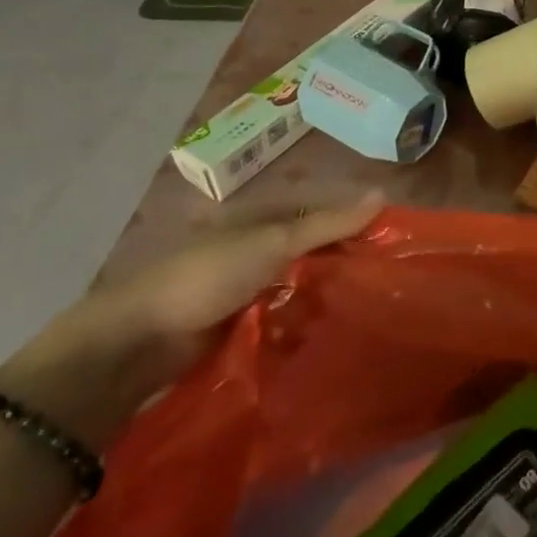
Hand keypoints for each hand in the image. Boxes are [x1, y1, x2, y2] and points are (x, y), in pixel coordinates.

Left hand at [0, 193, 384, 448]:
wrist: (141, 342)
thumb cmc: (208, 275)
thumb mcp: (273, 242)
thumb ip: (327, 224)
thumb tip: (383, 194)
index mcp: (266, 220)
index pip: (325, 216)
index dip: (358, 225)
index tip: (395, 242)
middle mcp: (261, 251)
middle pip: (317, 254)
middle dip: (347, 266)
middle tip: (391, 283)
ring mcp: (252, 291)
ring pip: (305, 289)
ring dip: (329, 300)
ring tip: (372, 313)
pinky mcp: (245, 328)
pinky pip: (288, 322)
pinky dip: (308, 326)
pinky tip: (336, 338)